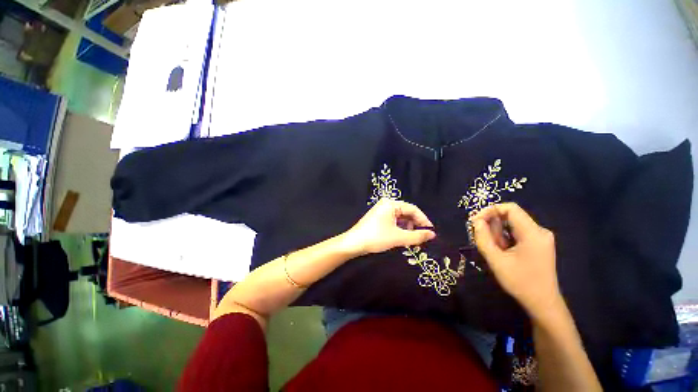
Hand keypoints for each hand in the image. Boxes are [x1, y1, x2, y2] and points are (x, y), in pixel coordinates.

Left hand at [341, 199, 435, 255]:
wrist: (354, 243)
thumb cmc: (376, 237)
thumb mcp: (398, 237)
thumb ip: (417, 236)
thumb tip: (433, 235)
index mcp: (391, 204)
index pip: (413, 209)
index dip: (423, 220)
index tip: (431, 232)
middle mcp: (386, 204)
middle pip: (406, 212)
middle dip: (415, 225)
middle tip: (422, 237)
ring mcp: (381, 210)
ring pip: (400, 217)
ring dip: (408, 227)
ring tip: (412, 239)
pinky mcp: (378, 217)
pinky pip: (393, 220)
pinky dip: (400, 228)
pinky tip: (402, 237)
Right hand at [472, 203, 561, 319]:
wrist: (543, 303)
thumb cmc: (520, 282)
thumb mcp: (496, 260)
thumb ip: (483, 238)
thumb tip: (476, 221)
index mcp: (533, 233)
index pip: (510, 208)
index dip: (490, 210)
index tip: (475, 221)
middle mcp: (539, 231)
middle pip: (510, 216)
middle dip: (492, 225)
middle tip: (482, 240)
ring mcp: (540, 237)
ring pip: (512, 225)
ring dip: (498, 234)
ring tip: (495, 250)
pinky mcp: (539, 244)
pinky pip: (517, 233)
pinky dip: (505, 238)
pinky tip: (503, 252)